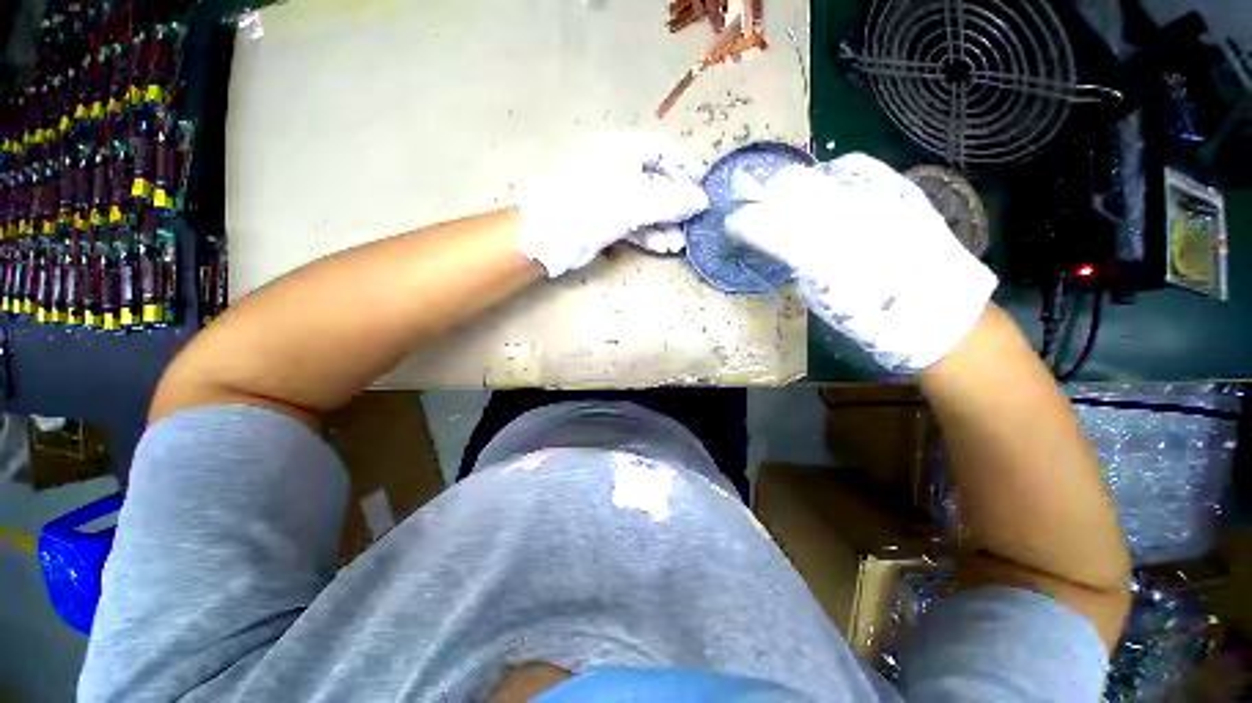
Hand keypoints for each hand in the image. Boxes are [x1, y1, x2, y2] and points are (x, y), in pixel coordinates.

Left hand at [516, 133, 708, 276]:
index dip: (685, 169)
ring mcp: (608, 195)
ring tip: (677, 246)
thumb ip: (672, 201)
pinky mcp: (602, 218)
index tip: (703, 190)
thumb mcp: (637, 201)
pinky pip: (632, 222)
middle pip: (655, 183)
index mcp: (622, 150)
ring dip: (663, 226)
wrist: (549, 235)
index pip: (662, 151)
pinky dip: (646, 234)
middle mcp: (616, 168)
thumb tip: (702, 201)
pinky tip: (660, 248)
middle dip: (675, 207)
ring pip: (644, 207)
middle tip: (692, 226)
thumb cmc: (594, 206)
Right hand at [725, 153, 996, 371]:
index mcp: (814, 255)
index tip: (733, 229)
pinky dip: (828, 175)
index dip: (739, 222)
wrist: (936, 310)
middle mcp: (841, 217)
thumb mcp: (815, 295)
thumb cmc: (866, 316)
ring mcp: (872, 195)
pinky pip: (850, 165)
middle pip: (783, 186)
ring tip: (789, 204)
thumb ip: (791, 259)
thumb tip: (772, 236)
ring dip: (791, 188)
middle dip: (760, 197)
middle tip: (756, 212)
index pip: (760, 223)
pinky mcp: (896, 185)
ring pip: (813, 173)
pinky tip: (827, 191)